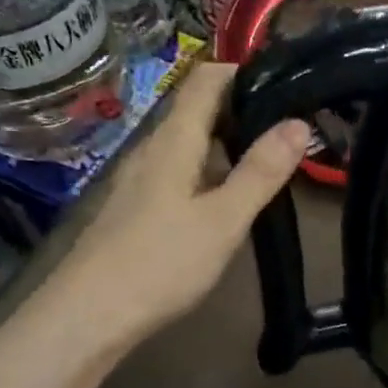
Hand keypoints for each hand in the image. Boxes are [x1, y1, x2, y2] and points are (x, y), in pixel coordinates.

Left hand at [57, 61, 308, 352]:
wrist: (88, 317)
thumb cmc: (161, 263)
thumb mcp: (224, 219)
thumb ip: (261, 171)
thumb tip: (299, 122)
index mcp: (174, 141)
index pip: (206, 80)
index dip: (243, 71)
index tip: (286, 81)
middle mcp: (153, 150)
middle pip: (198, 110)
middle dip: (244, 108)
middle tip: (291, 125)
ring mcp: (140, 180)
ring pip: (190, 144)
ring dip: (229, 142)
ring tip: (271, 159)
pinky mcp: (137, 208)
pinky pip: (181, 171)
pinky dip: (211, 170)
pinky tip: (229, 198)